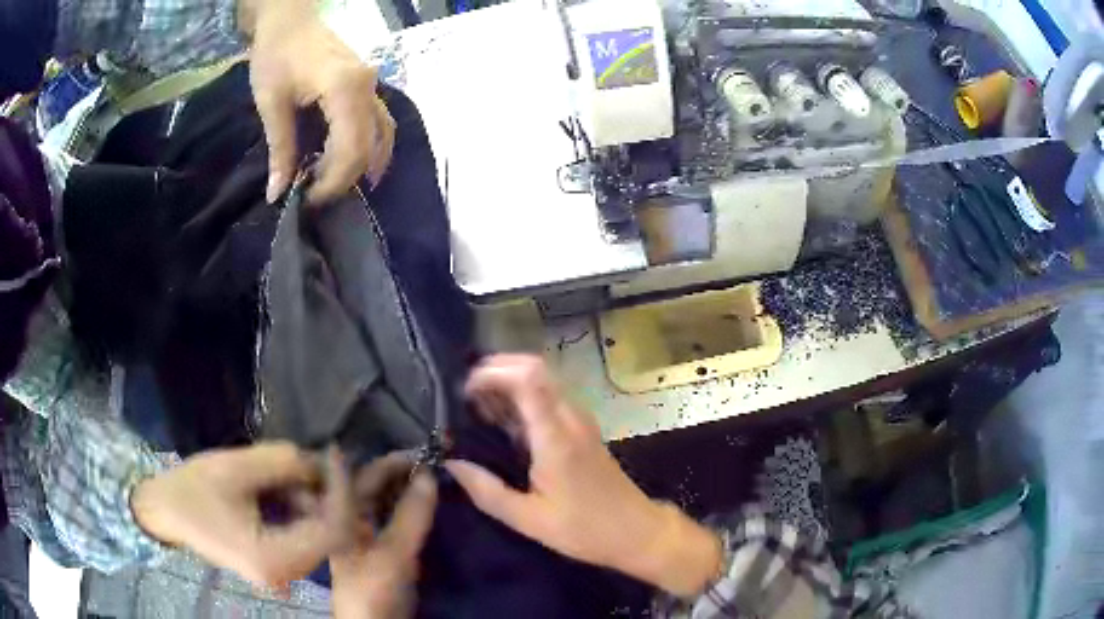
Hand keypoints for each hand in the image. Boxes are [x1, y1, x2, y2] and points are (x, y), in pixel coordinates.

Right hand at [132, 443, 353, 591]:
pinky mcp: (277, 564)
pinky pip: (304, 537)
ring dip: (313, 500)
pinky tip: (285, 486)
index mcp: (274, 559)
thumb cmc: (193, 489)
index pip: (332, 530)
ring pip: (319, 535)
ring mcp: (283, 573)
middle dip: (328, 494)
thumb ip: (281, 462)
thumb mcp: (235, 468)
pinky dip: (302, 510)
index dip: (341, 491)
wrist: (166, 512)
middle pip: (330, 535)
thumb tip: (320, 459)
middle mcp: (286, 575)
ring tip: (292, 469)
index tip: (335, 454)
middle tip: (315, 458)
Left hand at [241, 0, 395, 204]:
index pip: (351, 150)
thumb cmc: (276, 55)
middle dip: (344, 179)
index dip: (332, 183)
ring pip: (383, 135)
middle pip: (370, 147)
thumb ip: (280, 149)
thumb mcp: (271, 103)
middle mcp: (368, 88)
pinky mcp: (368, 86)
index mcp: (345, 89)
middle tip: (315, 196)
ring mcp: (372, 86)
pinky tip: (353, 161)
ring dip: (364, 165)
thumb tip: (277, 195)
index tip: (306, 200)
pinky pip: (380, 122)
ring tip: (337, 185)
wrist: (290, 20)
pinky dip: (369, 147)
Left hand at [330, 454, 437, 618]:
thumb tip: (430, 474)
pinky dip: (410, 505)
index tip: (422, 449)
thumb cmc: (373, 586)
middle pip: (372, 484)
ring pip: (385, 499)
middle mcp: (347, 515)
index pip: (360, 473)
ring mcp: (364, 531)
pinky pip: (394, 516)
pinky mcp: (380, 546)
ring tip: (436, 475)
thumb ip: (411, 514)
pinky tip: (429, 500)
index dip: (389, 459)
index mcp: (338, 512)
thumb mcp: (394, 552)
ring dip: (407, 486)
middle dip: (400, 470)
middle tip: (435, 461)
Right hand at [445, 355, 722, 596]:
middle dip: (496, 370)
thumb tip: (451, 463)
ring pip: (543, 379)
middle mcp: (571, 418)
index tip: (464, 392)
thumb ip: (488, 492)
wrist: (637, 532)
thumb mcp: (530, 520)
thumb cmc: (585, 529)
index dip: (492, 373)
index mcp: (556, 437)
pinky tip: (504, 422)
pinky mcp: (583, 429)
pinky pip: (550, 397)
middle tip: (465, 396)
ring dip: (509, 382)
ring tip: (478, 407)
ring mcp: (580, 420)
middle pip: (535, 368)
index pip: (528, 378)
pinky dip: (523, 396)